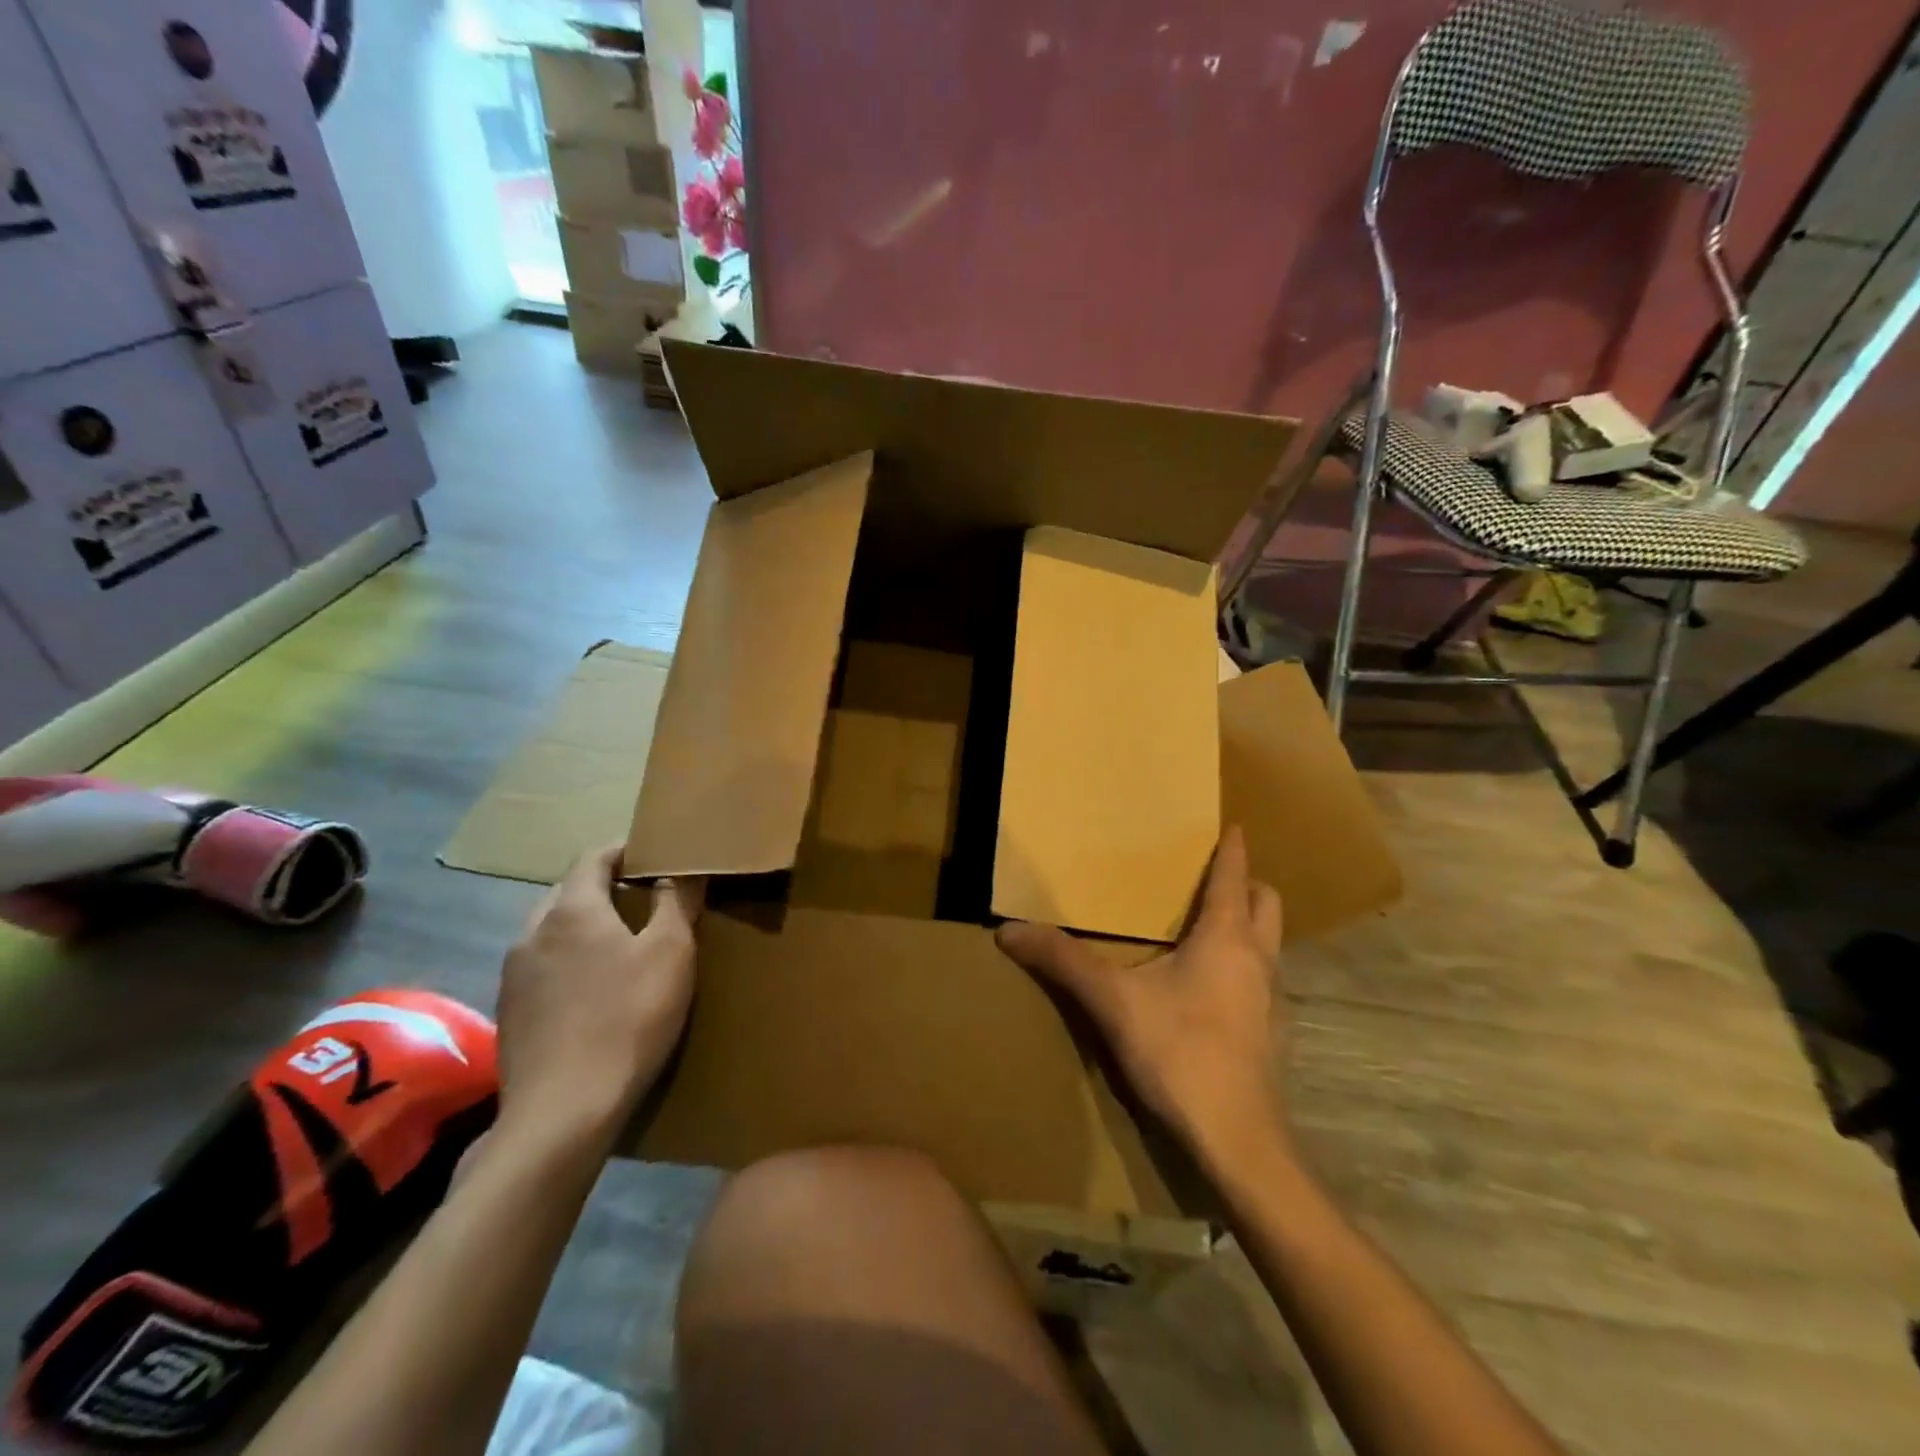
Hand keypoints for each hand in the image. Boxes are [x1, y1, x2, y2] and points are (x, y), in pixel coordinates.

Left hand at [495, 845, 703, 1149]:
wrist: (563, 1112)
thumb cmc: (628, 1018)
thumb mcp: (671, 953)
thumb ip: (676, 902)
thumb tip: (681, 869)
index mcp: (572, 910)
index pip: (592, 857)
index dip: (623, 850)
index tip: (652, 854)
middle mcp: (533, 932)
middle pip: (567, 891)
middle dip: (602, 886)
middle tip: (642, 897)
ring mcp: (513, 975)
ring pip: (550, 930)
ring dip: (582, 925)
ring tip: (618, 942)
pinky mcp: (508, 1013)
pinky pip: (540, 966)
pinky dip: (566, 960)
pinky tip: (590, 989)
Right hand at [996, 826, 1287, 1162]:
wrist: (1239, 1142)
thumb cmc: (1180, 1053)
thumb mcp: (1112, 1002)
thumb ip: (1063, 961)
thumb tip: (1009, 930)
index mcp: (1227, 937)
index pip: (1235, 875)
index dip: (1232, 847)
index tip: (1229, 824)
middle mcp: (1260, 959)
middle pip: (1267, 902)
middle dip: (1246, 883)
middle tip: (1210, 879)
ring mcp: (1274, 999)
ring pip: (1270, 942)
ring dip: (1248, 925)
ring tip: (1206, 928)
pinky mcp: (1274, 1033)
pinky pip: (1265, 979)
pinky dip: (1246, 966)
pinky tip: (1210, 990)